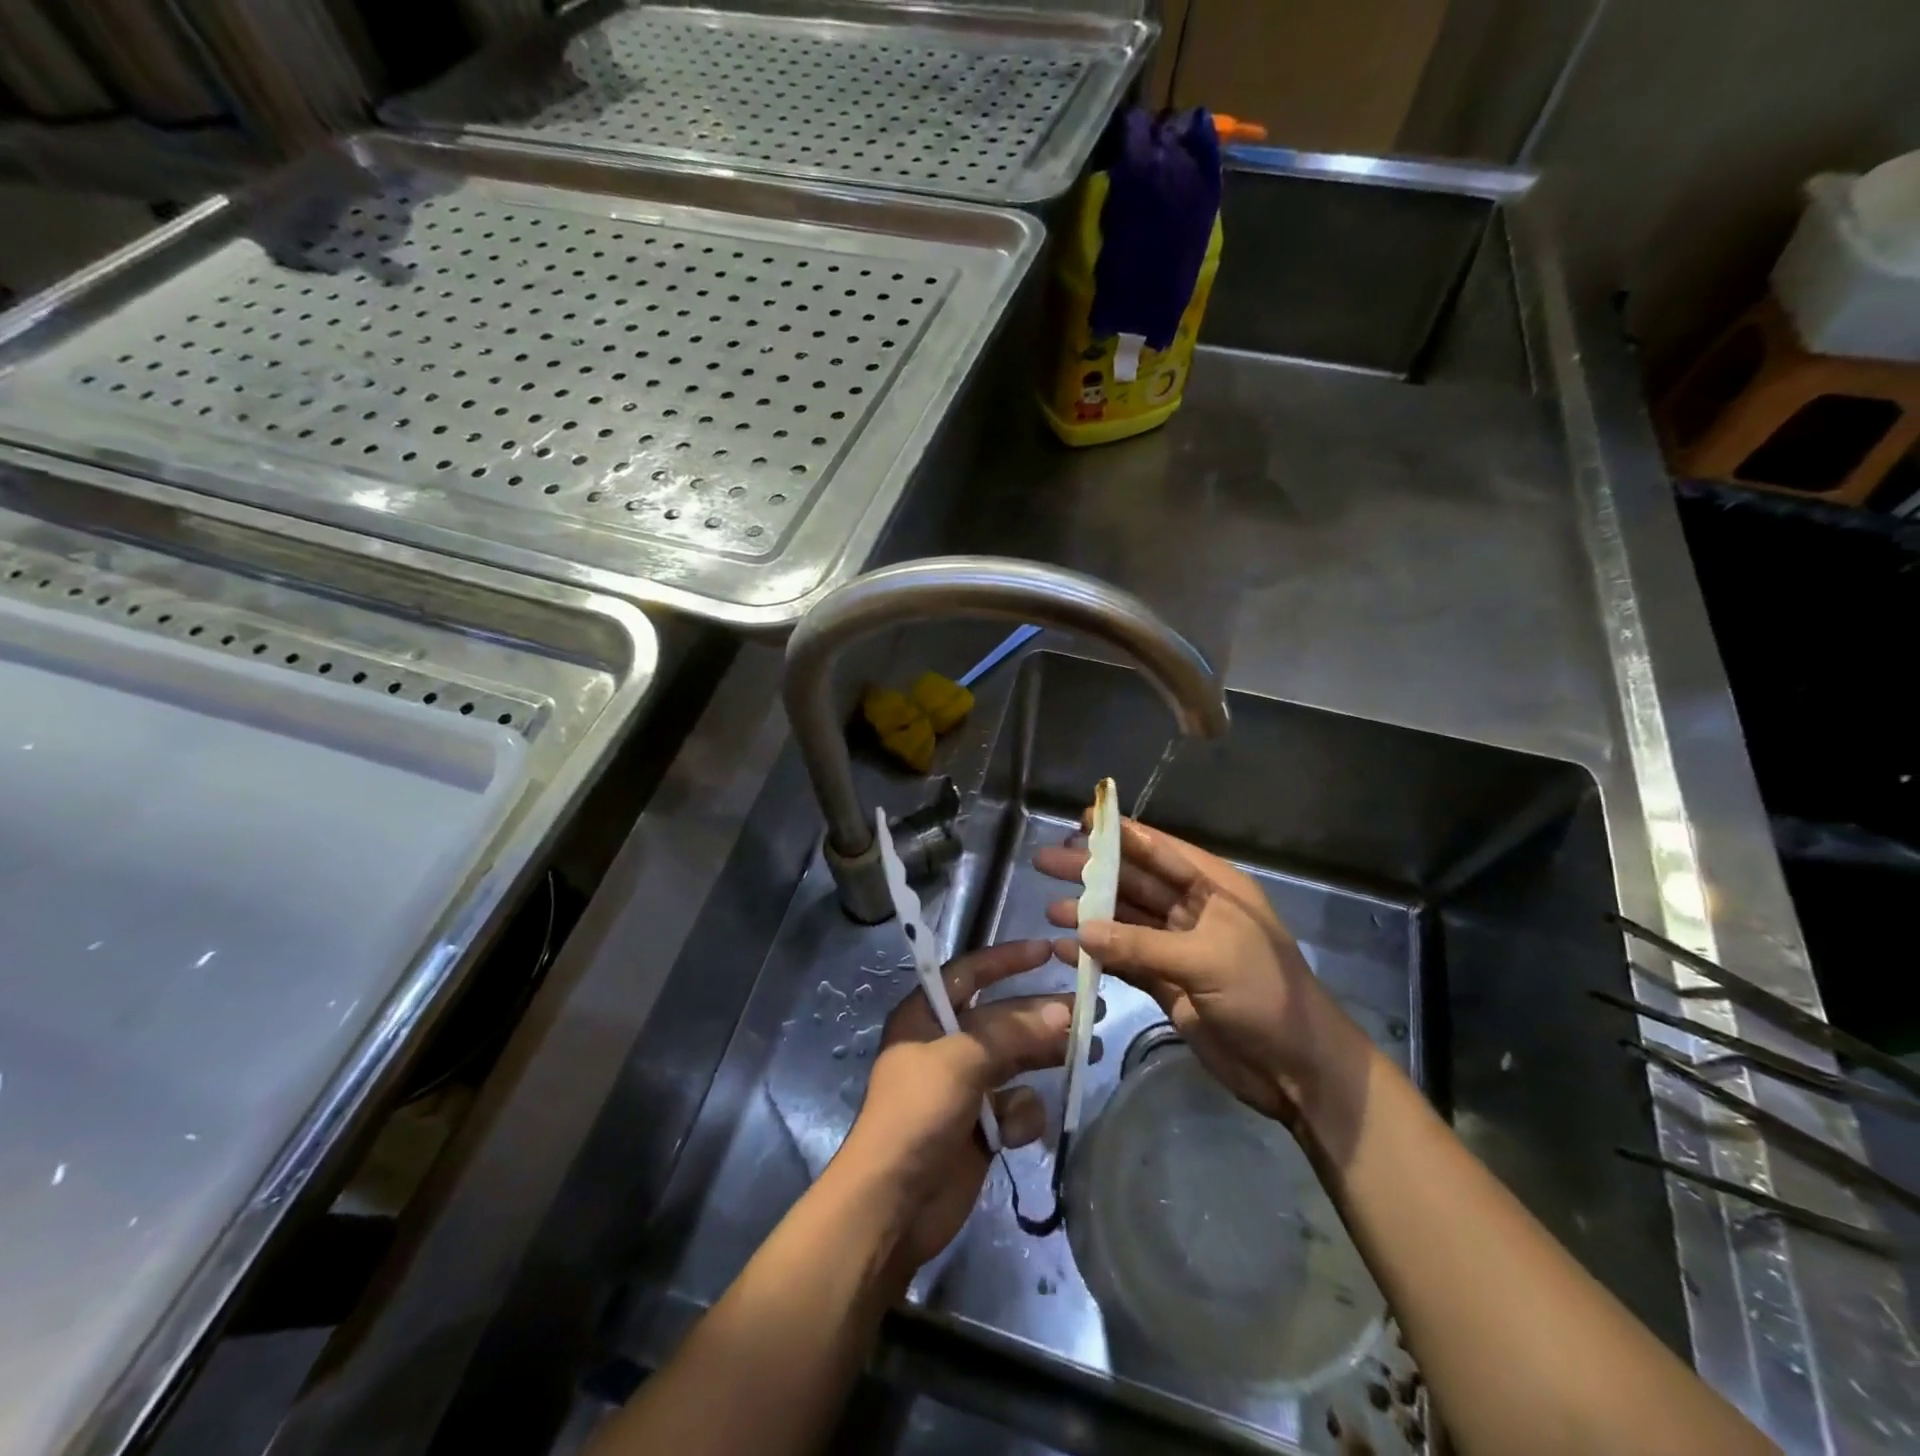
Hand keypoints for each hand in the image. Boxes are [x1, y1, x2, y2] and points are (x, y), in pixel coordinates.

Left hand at [835, 939, 1070, 1271]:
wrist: (892, 1207)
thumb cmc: (917, 1114)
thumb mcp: (961, 1061)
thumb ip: (1013, 1033)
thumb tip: (1063, 1011)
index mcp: (926, 1016)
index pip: (969, 972)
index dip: (1006, 959)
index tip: (1046, 950)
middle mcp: (946, 1044)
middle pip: (1002, 1017)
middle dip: (1042, 1012)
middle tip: (1090, 1007)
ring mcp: (964, 1086)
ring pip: (1016, 1059)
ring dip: (1046, 1057)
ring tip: (1090, 1051)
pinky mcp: (981, 1126)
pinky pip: (1014, 1105)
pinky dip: (1022, 1114)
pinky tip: (1018, 1131)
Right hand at [1035, 818, 1368, 1128]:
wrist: (1298, 1070)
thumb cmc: (1263, 996)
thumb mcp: (1205, 960)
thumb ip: (1140, 945)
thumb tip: (1080, 930)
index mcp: (1214, 889)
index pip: (1159, 851)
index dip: (1120, 834)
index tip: (1079, 819)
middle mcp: (1193, 911)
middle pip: (1134, 883)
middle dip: (1092, 872)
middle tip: (1046, 861)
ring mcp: (1178, 949)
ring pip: (1125, 922)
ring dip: (1089, 915)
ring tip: (1049, 908)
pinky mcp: (1167, 984)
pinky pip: (1124, 961)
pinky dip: (1096, 955)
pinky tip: (1065, 950)